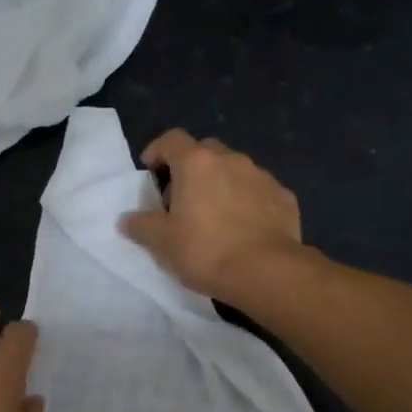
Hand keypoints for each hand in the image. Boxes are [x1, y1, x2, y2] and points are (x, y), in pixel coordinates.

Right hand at [120, 129, 305, 303]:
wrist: (266, 272)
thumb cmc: (206, 251)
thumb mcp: (162, 243)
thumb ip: (141, 225)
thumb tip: (127, 219)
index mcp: (197, 163)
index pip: (172, 139)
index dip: (157, 150)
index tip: (150, 170)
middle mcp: (231, 159)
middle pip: (205, 151)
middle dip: (190, 168)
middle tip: (181, 197)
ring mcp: (262, 176)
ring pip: (235, 170)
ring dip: (221, 183)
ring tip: (214, 215)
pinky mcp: (284, 197)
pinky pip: (258, 191)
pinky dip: (247, 201)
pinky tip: (244, 227)